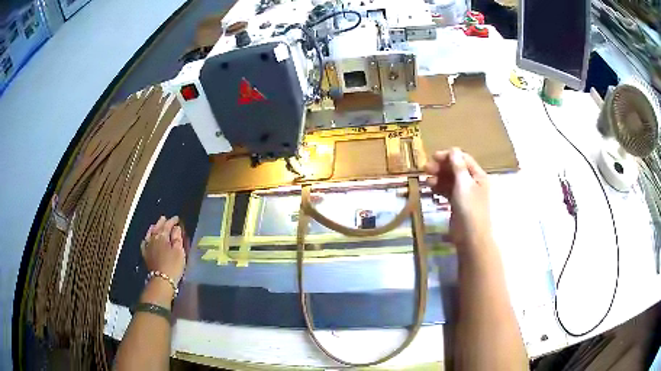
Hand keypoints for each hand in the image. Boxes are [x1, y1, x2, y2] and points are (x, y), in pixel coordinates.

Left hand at [142, 216, 185, 284]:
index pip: (167, 225)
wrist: (161, 280)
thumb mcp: (179, 251)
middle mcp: (153, 239)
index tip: (177, 218)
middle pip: (157, 227)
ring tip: (156, 226)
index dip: (172, 221)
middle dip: (161, 222)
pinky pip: (144, 243)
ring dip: (153, 228)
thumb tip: (176, 227)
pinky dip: (146, 238)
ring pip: (149, 233)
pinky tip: (147, 239)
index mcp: (162, 236)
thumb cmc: (173, 265)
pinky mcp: (145, 254)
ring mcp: (147, 246)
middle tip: (165, 218)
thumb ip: (177, 238)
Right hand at [424, 148, 491, 249]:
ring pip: (450, 180)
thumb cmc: (469, 208)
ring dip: (439, 178)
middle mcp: (472, 182)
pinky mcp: (457, 203)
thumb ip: (458, 166)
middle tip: (426, 169)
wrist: (470, 236)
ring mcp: (465, 193)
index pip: (463, 159)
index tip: (433, 157)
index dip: (448, 156)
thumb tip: (453, 149)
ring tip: (427, 181)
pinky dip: (439, 188)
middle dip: (441, 167)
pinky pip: (448, 191)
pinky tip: (431, 189)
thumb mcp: (463, 184)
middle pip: (456, 168)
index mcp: (478, 175)